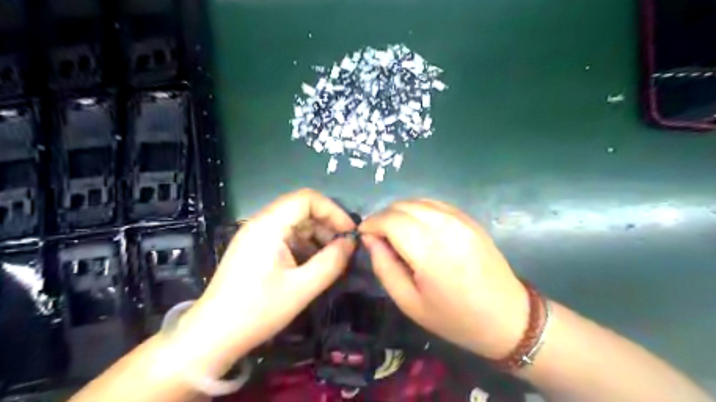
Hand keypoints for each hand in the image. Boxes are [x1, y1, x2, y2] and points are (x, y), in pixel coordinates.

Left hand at [186, 190, 355, 356]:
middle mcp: (261, 223)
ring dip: (317, 235)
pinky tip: (314, 263)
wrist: (212, 337)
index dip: (333, 211)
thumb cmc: (257, 311)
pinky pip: (286, 236)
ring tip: (333, 257)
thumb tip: (351, 243)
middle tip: (345, 247)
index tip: (350, 233)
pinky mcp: (255, 248)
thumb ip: (331, 262)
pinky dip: (304, 244)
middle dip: (327, 224)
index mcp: (269, 225)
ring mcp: (256, 235)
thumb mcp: (302, 288)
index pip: (307, 199)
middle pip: (301, 208)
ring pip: (295, 222)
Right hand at [362, 200, 527, 358]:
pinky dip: (418, 209)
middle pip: (402, 206)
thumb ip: (384, 267)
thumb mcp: (409, 302)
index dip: (371, 223)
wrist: (507, 317)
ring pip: (418, 201)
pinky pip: (435, 204)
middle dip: (383, 217)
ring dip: (399, 212)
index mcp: (429, 251)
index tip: (362, 234)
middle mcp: (445, 226)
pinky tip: (416, 226)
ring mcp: (460, 219)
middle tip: (378, 236)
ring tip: (395, 232)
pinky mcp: (469, 219)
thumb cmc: (455, 318)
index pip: (390, 220)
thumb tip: (369, 239)